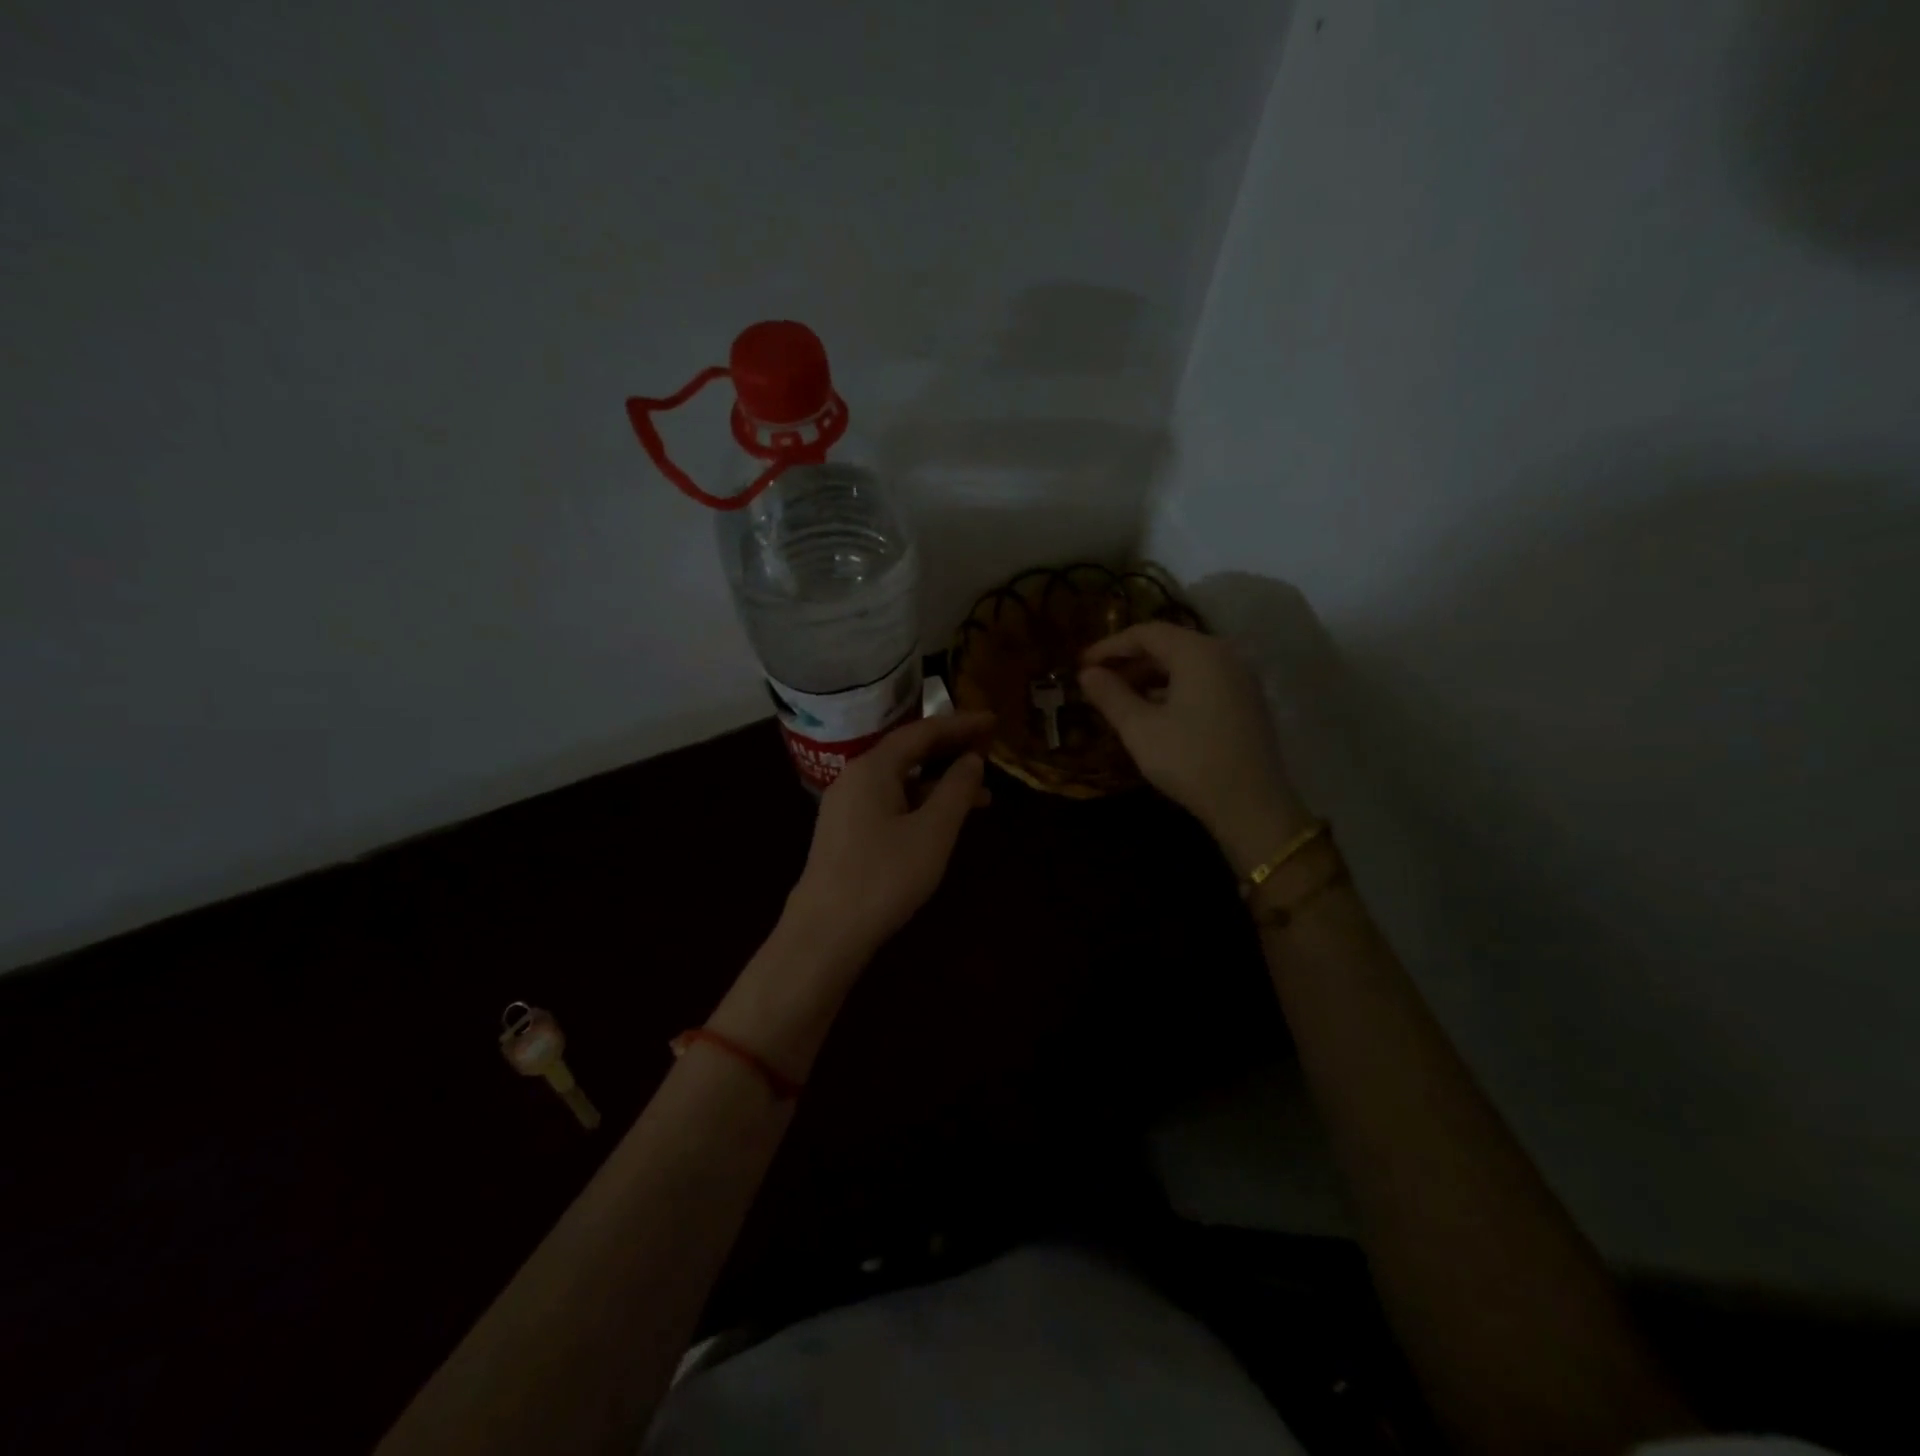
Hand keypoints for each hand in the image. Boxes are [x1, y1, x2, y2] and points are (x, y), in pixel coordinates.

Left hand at [783, 712, 994, 968]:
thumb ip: (956, 790)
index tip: (993, 720)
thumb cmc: (884, 876)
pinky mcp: (846, 832)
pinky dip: (921, 804)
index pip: (922, 731)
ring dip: (939, 783)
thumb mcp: (932, 832)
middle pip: (908, 752)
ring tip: (983, 796)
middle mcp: (855, 778)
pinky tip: (944, 822)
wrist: (825, 932)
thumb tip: (972, 760)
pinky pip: (890, 803)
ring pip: (901, 781)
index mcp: (872, 768)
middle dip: (950, 749)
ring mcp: (847, 806)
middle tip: (989, 746)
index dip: (960, 724)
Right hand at [1079, 623, 1309, 868]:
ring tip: (1119, 700)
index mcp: (1197, 652)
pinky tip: (1152, 714)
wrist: (1251, 805)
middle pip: (1168, 645)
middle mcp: (1223, 655)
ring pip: (1185, 665)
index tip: (1081, 664)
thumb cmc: (1189, 760)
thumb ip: (1110, 695)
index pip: (1146, 632)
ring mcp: (1239, 678)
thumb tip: (1087, 674)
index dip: (1109, 646)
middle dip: (1129, 661)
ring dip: (1149, 677)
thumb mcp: (1139, 729)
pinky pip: (1202, 682)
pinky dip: (1172, 689)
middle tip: (1097, 683)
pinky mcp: (1245, 702)